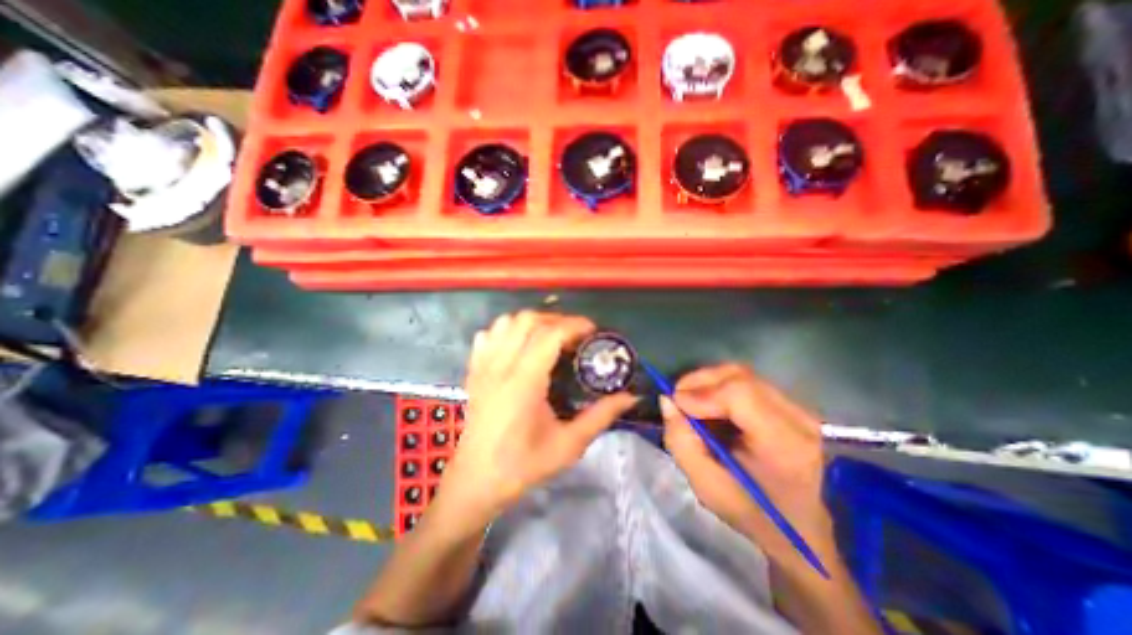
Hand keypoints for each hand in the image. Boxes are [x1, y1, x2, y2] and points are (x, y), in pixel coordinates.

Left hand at [437, 309, 640, 524]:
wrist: (477, 480)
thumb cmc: (523, 465)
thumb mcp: (569, 445)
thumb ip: (601, 416)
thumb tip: (630, 397)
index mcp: (523, 382)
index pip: (549, 334)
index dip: (575, 325)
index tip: (593, 331)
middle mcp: (500, 366)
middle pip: (528, 320)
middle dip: (557, 320)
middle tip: (575, 336)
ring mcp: (483, 365)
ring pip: (507, 322)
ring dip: (533, 322)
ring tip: (551, 337)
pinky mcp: (474, 370)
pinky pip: (489, 334)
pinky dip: (508, 330)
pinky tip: (520, 344)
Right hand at [660, 364, 834, 571]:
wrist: (804, 530)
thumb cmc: (754, 514)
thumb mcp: (707, 488)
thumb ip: (681, 442)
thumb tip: (667, 400)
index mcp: (785, 446)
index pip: (740, 395)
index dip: (702, 393)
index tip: (676, 404)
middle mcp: (800, 419)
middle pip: (740, 377)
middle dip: (700, 381)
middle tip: (677, 399)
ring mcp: (800, 409)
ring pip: (742, 375)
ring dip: (709, 382)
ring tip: (691, 401)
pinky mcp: (793, 405)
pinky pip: (748, 382)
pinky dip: (721, 386)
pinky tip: (709, 404)